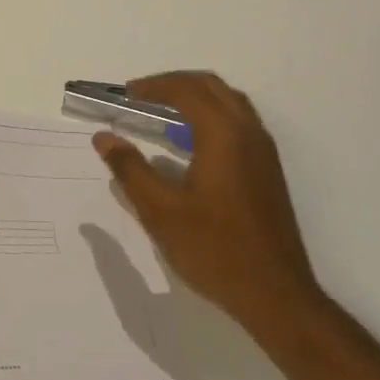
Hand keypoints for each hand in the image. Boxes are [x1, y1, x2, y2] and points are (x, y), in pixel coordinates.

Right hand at [92, 71, 325, 348]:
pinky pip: (238, 122)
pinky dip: (211, 115)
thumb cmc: (214, 249)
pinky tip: (190, 143)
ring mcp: (263, 151)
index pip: (186, 90)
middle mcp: (248, 133)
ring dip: (195, 97)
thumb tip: (104, 138)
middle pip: (211, 86)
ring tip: (162, 112)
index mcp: (223, 135)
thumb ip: (130, 169)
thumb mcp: (160, 211)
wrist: (275, 295)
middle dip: (174, 83)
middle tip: (141, 96)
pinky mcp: (267, 170)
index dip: (152, 86)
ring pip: (229, 102)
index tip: (124, 94)